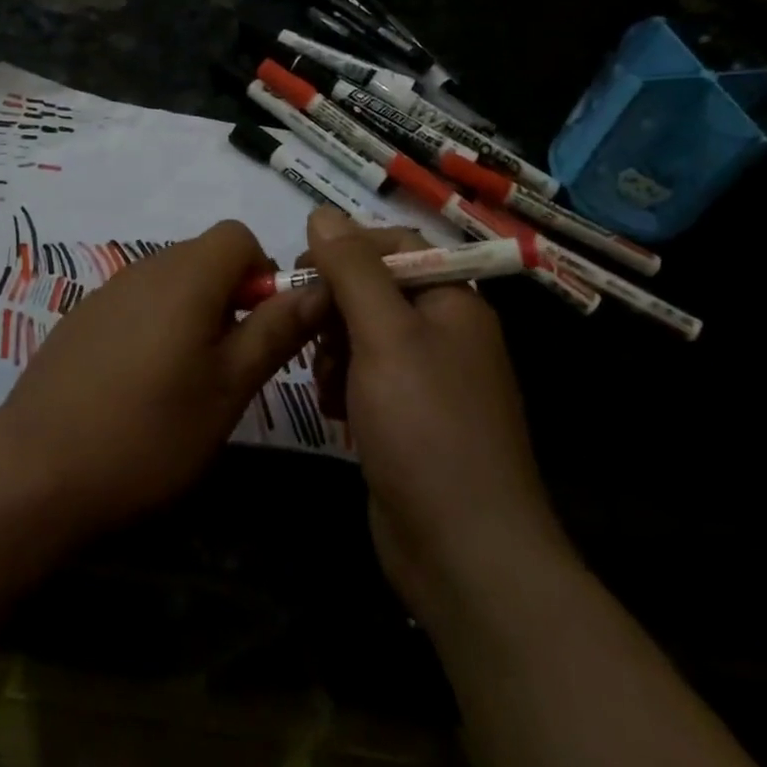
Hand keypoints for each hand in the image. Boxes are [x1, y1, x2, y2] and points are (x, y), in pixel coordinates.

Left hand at [0, 220, 326, 540]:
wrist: (34, 473)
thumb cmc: (147, 434)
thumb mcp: (227, 389)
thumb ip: (274, 331)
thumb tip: (320, 288)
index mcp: (185, 276)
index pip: (238, 235)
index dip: (262, 272)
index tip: (260, 328)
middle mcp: (144, 268)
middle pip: (204, 256)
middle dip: (231, 296)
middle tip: (229, 365)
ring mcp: (106, 292)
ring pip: (170, 281)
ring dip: (194, 314)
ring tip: (186, 381)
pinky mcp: (81, 318)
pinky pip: (136, 302)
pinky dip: (156, 326)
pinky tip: (139, 386)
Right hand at [302, 209, 569, 629]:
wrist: (466, 555)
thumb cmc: (426, 429)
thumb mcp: (384, 336)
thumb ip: (352, 270)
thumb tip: (322, 211)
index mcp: (453, 302)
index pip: (396, 247)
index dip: (347, 250)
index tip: (301, 268)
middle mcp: (446, 334)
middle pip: (376, 291)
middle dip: (335, 308)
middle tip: (304, 332)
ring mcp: (429, 381)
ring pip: (364, 336)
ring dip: (333, 349)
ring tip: (323, 381)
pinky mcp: (410, 421)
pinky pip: (366, 379)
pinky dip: (343, 385)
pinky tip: (332, 410)